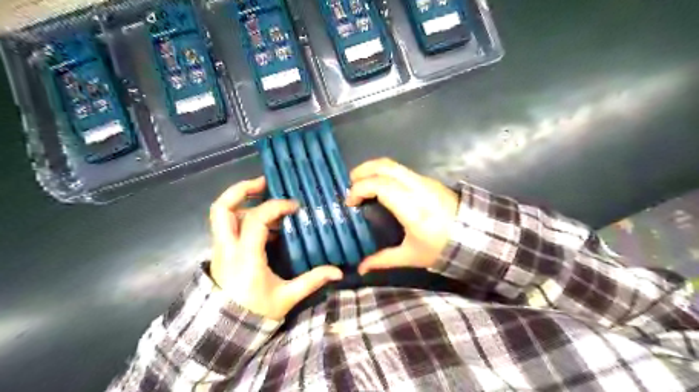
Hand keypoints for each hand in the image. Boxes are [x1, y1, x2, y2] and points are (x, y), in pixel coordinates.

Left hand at [208, 178, 342, 321]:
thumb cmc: (255, 313)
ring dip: (242, 202)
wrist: (225, 331)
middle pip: (222, 208)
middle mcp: (227, 247)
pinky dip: (244, 216)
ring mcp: (220, 248)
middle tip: (264, 183)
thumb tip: (338, 271)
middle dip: (241, 189)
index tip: (295, 206)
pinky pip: (228, 225)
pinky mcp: (220, 252)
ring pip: (222, 215)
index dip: (276, 206)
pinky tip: (265, 224)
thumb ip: (311, 281)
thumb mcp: (286, 298)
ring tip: (266, 199)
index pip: (257, 219)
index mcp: (245, 256)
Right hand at [345, 158, 458, 273]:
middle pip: (385, 167)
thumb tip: (360, 269)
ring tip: (361, 182)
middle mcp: (417, 188)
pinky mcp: (429, 180)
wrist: (476, 237)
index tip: (350, 203)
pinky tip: (380, 185)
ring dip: (373, 169)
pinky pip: (401, 170)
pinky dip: (385, 173)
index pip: (381, 186)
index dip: (360, 189)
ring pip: (393, 165)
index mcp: (412, 208)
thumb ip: (383, 260)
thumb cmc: (442, 248)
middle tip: (350, 184)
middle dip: (363, 171)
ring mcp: (424, 181)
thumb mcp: (411, 256)